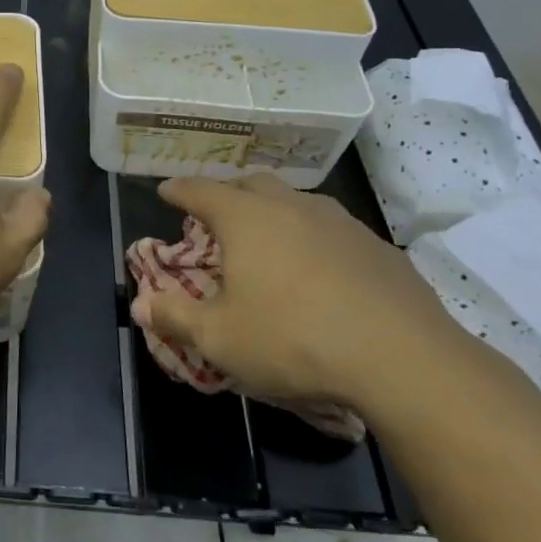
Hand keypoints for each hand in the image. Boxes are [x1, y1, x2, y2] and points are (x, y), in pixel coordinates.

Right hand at [130, 174, 460, 413]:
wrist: (401, 358)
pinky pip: (332, 229)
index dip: (178, 189)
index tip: (165, 190)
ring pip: (296, 200)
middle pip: (251, 183)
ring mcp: (340, 222)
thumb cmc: (293, 339)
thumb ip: (175, 317)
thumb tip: (139, 304)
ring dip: (275, 210)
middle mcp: (291, 207)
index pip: (201, 191)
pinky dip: (313, 237)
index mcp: (246, 219)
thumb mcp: (220, 338)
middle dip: (228, 191)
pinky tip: (320, 268)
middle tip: (217, 212)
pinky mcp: (377, 246)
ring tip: (269, 236)